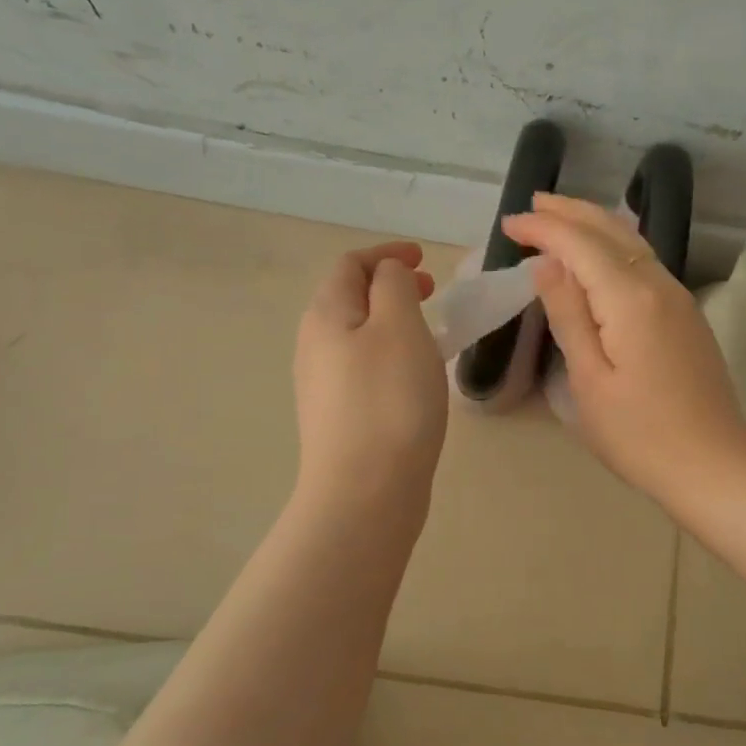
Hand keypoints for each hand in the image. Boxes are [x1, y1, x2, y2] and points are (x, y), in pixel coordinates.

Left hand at [293, 242, 447, 511]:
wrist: (365, 491)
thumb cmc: (389, 400)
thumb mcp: (399, 326)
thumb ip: (394, 286)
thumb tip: (387, 275)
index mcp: (326, 315)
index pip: (350, 265)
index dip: (386, 254)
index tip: (423, 259)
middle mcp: (314, 345)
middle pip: (348, 299)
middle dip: (389, 287)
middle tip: (430, 292)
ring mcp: (322, 385)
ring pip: (357, 335)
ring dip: (391, 322)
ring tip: (429, 334)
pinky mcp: (338, 418)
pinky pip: (363, 367)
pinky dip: (389, 355)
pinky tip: (414, 378)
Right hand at [502, 195, 745, 504]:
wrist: (714, 467)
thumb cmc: (640, 435)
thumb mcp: (589, 380)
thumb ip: (569, 315)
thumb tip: (547, 264)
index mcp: (630, 298)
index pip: (579, 244)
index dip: (543, 229)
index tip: (508, 225)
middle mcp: (660, 285)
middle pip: (611, 230)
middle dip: (569, 213)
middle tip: (532, 206)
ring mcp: (679, 299)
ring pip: (633, 242)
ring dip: (594, 223)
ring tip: (560, 217)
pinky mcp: (687, 316)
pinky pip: (646, 262)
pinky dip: (615, 246)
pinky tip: (602, 254)